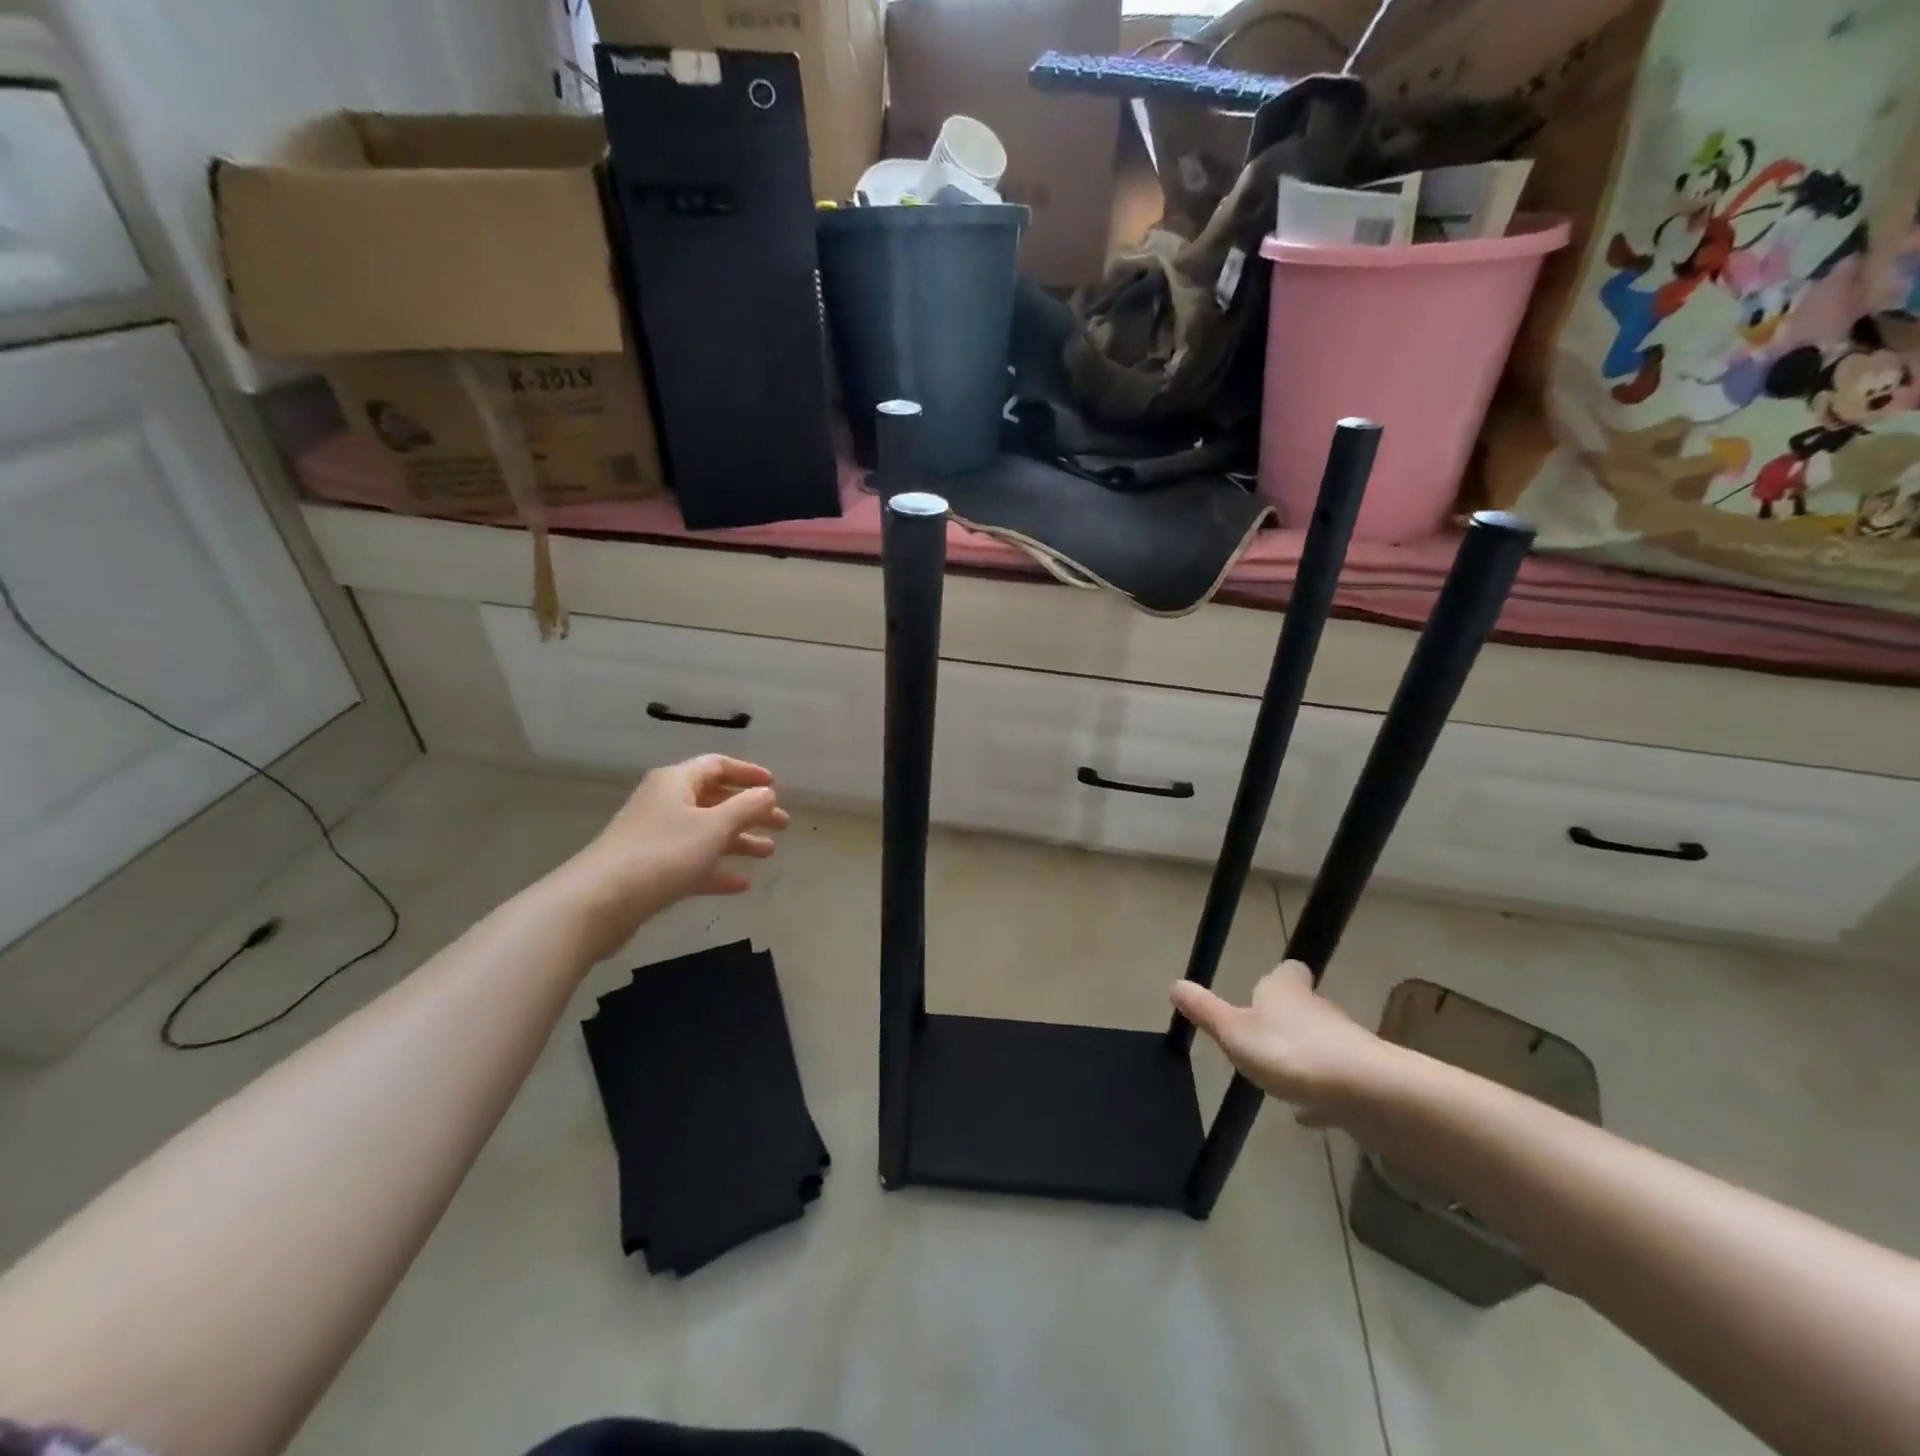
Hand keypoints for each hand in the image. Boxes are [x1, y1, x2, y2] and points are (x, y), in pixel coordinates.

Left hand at [558, 755, 789, 954]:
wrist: (599, 902)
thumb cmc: (663, 854)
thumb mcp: (714, 827)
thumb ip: (746, 807)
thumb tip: (768, 792)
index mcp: (677, 782)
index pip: (717, 765)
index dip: (748, 773)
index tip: (775, 785)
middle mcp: (665, 803)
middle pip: (715, 800)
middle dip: (750, 811)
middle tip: (782, 825)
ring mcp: (656, 837)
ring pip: (706, 833)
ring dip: (738, 841)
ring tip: (769, 854)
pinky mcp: (650, 870)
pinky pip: (692, 862)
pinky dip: (717, 869)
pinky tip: (741, 885)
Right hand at [1170, 962, 1391, 1126]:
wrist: (1364, 1092)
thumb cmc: (1289, 1051)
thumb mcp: (1234, 1031)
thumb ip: (1205, 1010)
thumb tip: (1174, 984)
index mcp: (1287, 992)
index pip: (1288, 972)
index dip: (1279, 978)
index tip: (1267, 988)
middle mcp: (1318, 1010)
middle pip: (1305, 1006)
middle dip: (1288, 1017)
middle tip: (1265, 1035)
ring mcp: (1344, 1045)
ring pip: (1321, 1043)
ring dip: (1304, 1055)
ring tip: (1280, 1075)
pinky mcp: (1361, 1081)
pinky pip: (1334, 1084)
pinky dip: (1320, 1095)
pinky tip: (1307, 1116)